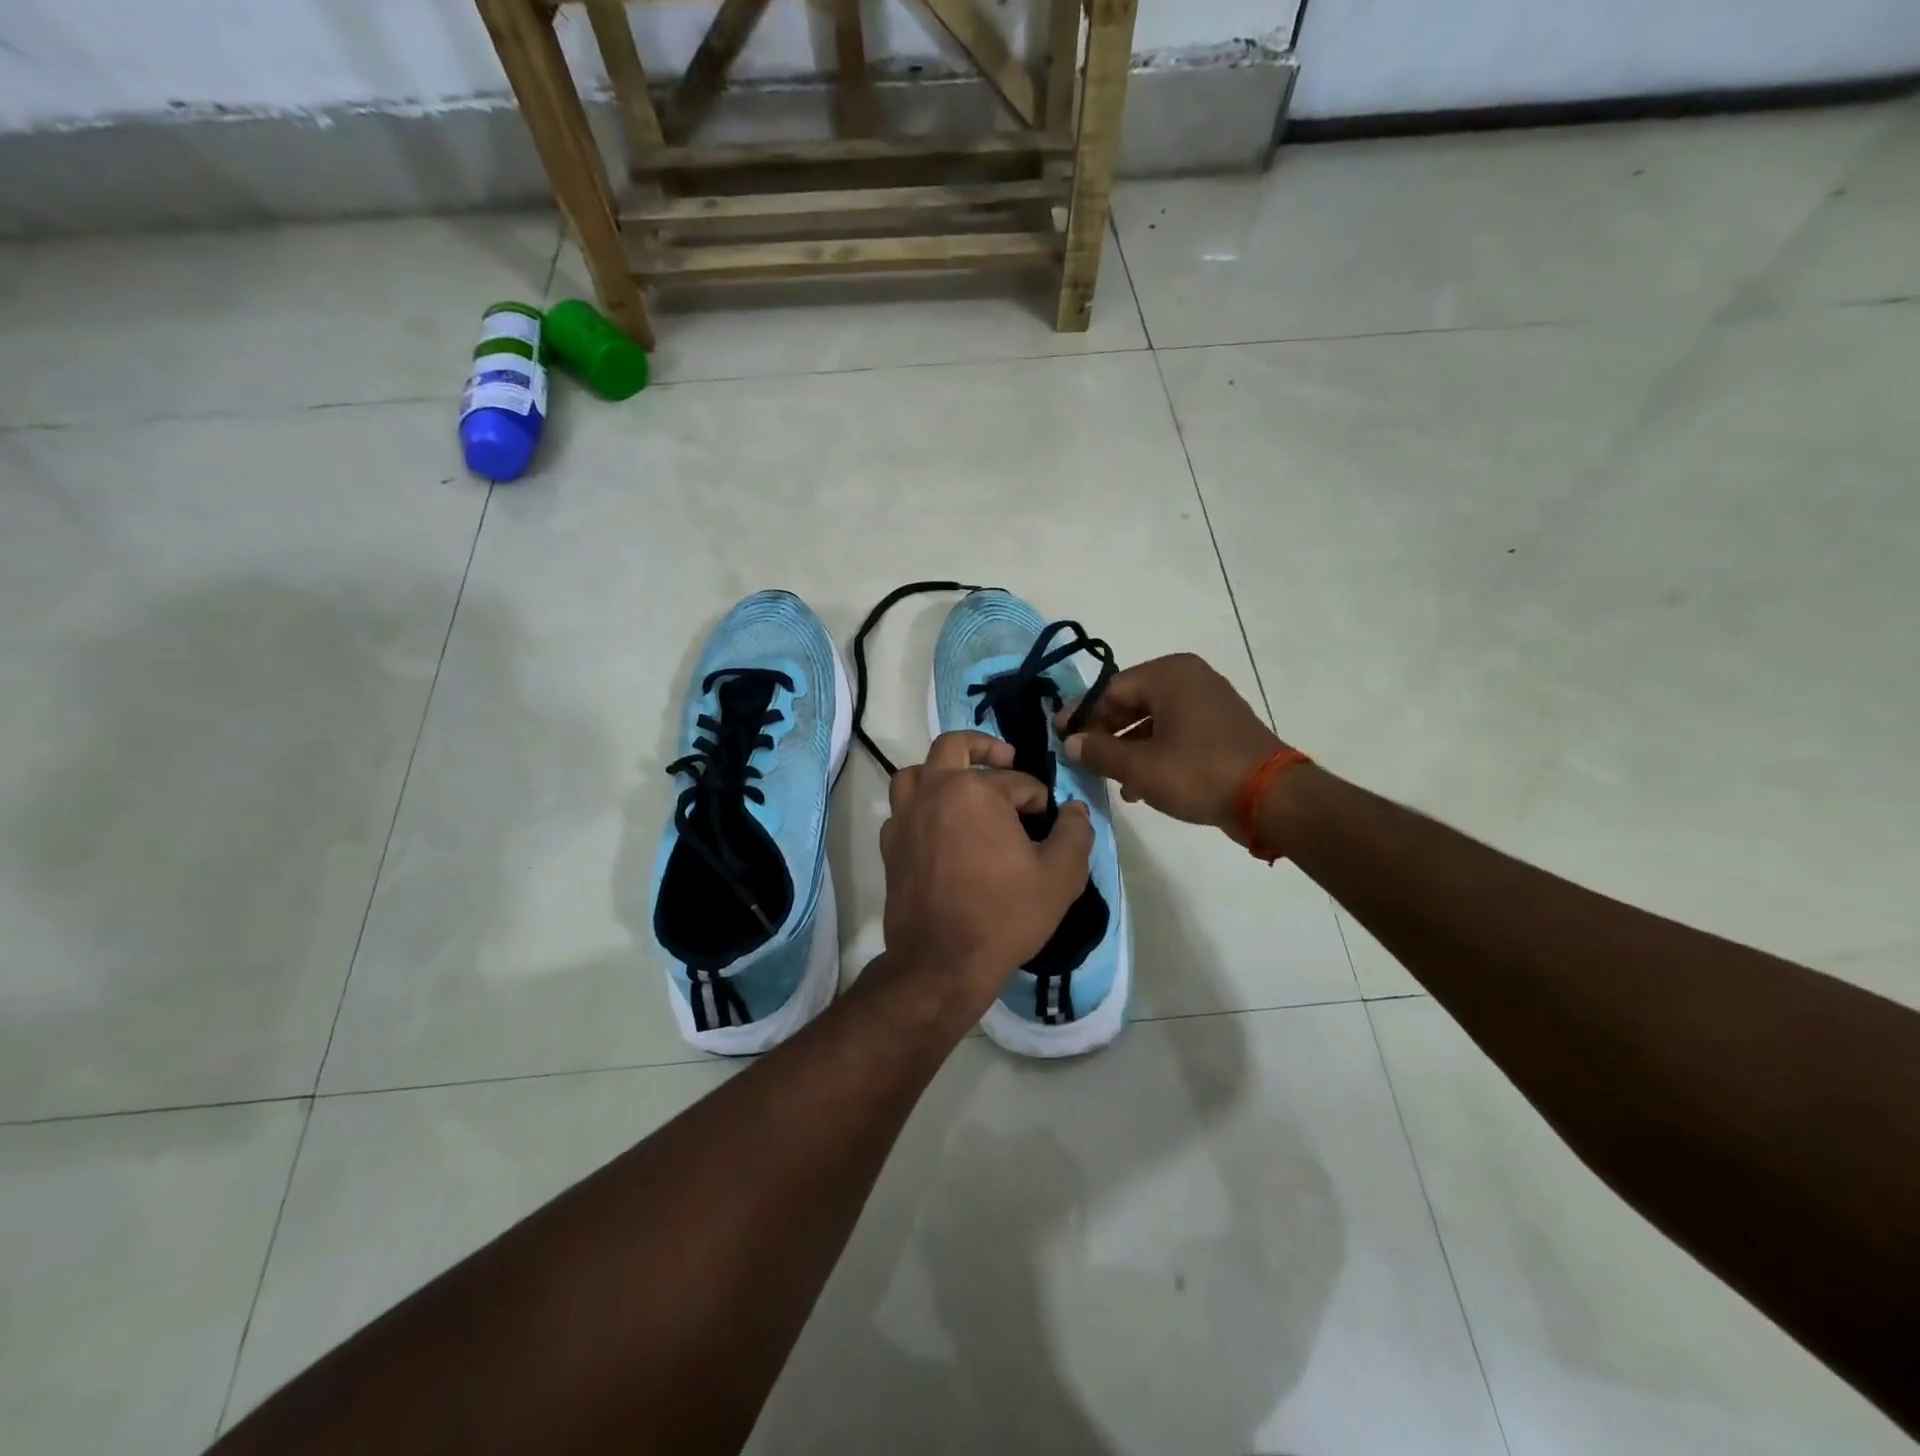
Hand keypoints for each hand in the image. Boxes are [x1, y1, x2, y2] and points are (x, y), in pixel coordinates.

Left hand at [879, 731, 1094, 1017]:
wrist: (941, 962)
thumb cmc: (1004, 915)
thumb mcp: (1060, 876)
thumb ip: (1075, 833)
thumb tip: (1075, 808)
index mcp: (975, 791)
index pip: (1016, 780)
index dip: (1038, 799)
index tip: (1047, 822)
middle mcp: (934, 792)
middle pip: (954, 746)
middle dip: (984, 747)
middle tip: (1006, 760)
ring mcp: (905, 816)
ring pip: (917, 771)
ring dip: (942, 771)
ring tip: (964, 786)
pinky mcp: (890, 844)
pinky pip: (903, 808)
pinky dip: (921, 806)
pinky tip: (941, 828)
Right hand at [1058, 653, 1285, 842]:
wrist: (1271, 799)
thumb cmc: (1199, 773)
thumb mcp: (1140, 766)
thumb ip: (1100, 751)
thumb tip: (1071, 742)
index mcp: (1169, 674)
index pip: (1110, 689)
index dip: (1082, 715)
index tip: (1060, 736)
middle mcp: (1189, 679)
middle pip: (1131, 702)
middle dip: (1105, 733)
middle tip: (1082, 758)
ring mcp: (1208, 702)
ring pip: (1152, 721)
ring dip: (1128, 748)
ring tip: (1110, 778)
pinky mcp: (1220, 728)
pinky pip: (1175, 733)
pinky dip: (1154, 753)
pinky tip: (1139, 786)